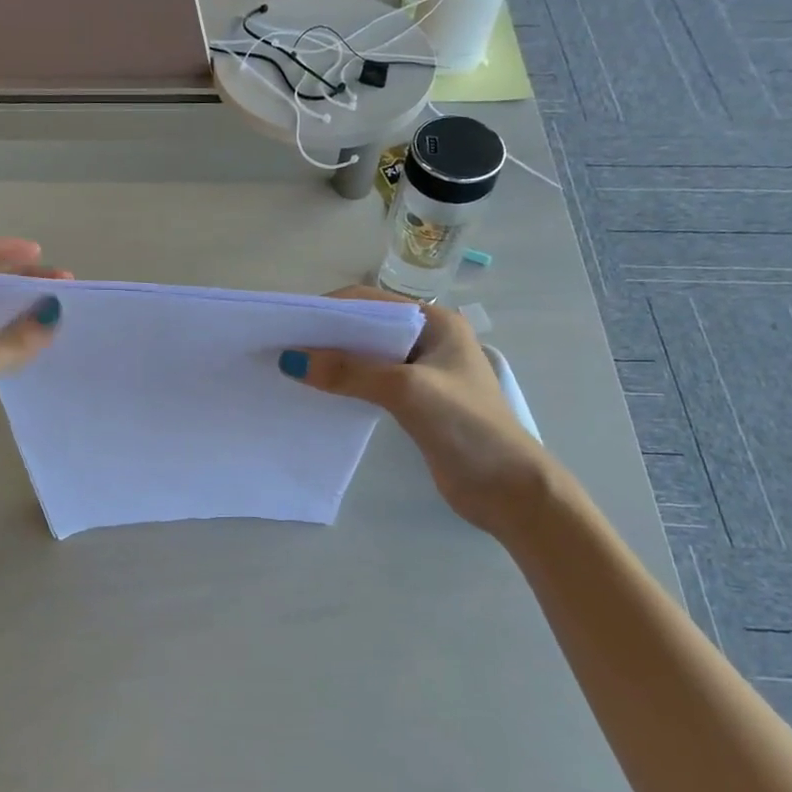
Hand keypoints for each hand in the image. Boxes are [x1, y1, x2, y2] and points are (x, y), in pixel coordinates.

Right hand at [281, 289, 553, 538]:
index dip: (329, 309)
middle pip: (365, 328)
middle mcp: (427, 340)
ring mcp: (421, 372)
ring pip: (366, 356)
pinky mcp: (414, 402)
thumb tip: (291, 360)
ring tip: (292, 369)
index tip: (289, 324)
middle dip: (325, 335)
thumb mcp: (406, 390)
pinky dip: (344, 383)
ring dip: (332, 361)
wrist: (508, 490)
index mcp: (435, 322)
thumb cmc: (467, 427)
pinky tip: (318, 393)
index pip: (371, 302)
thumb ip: (350, 372)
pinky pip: (369, 382)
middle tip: (282, 347)